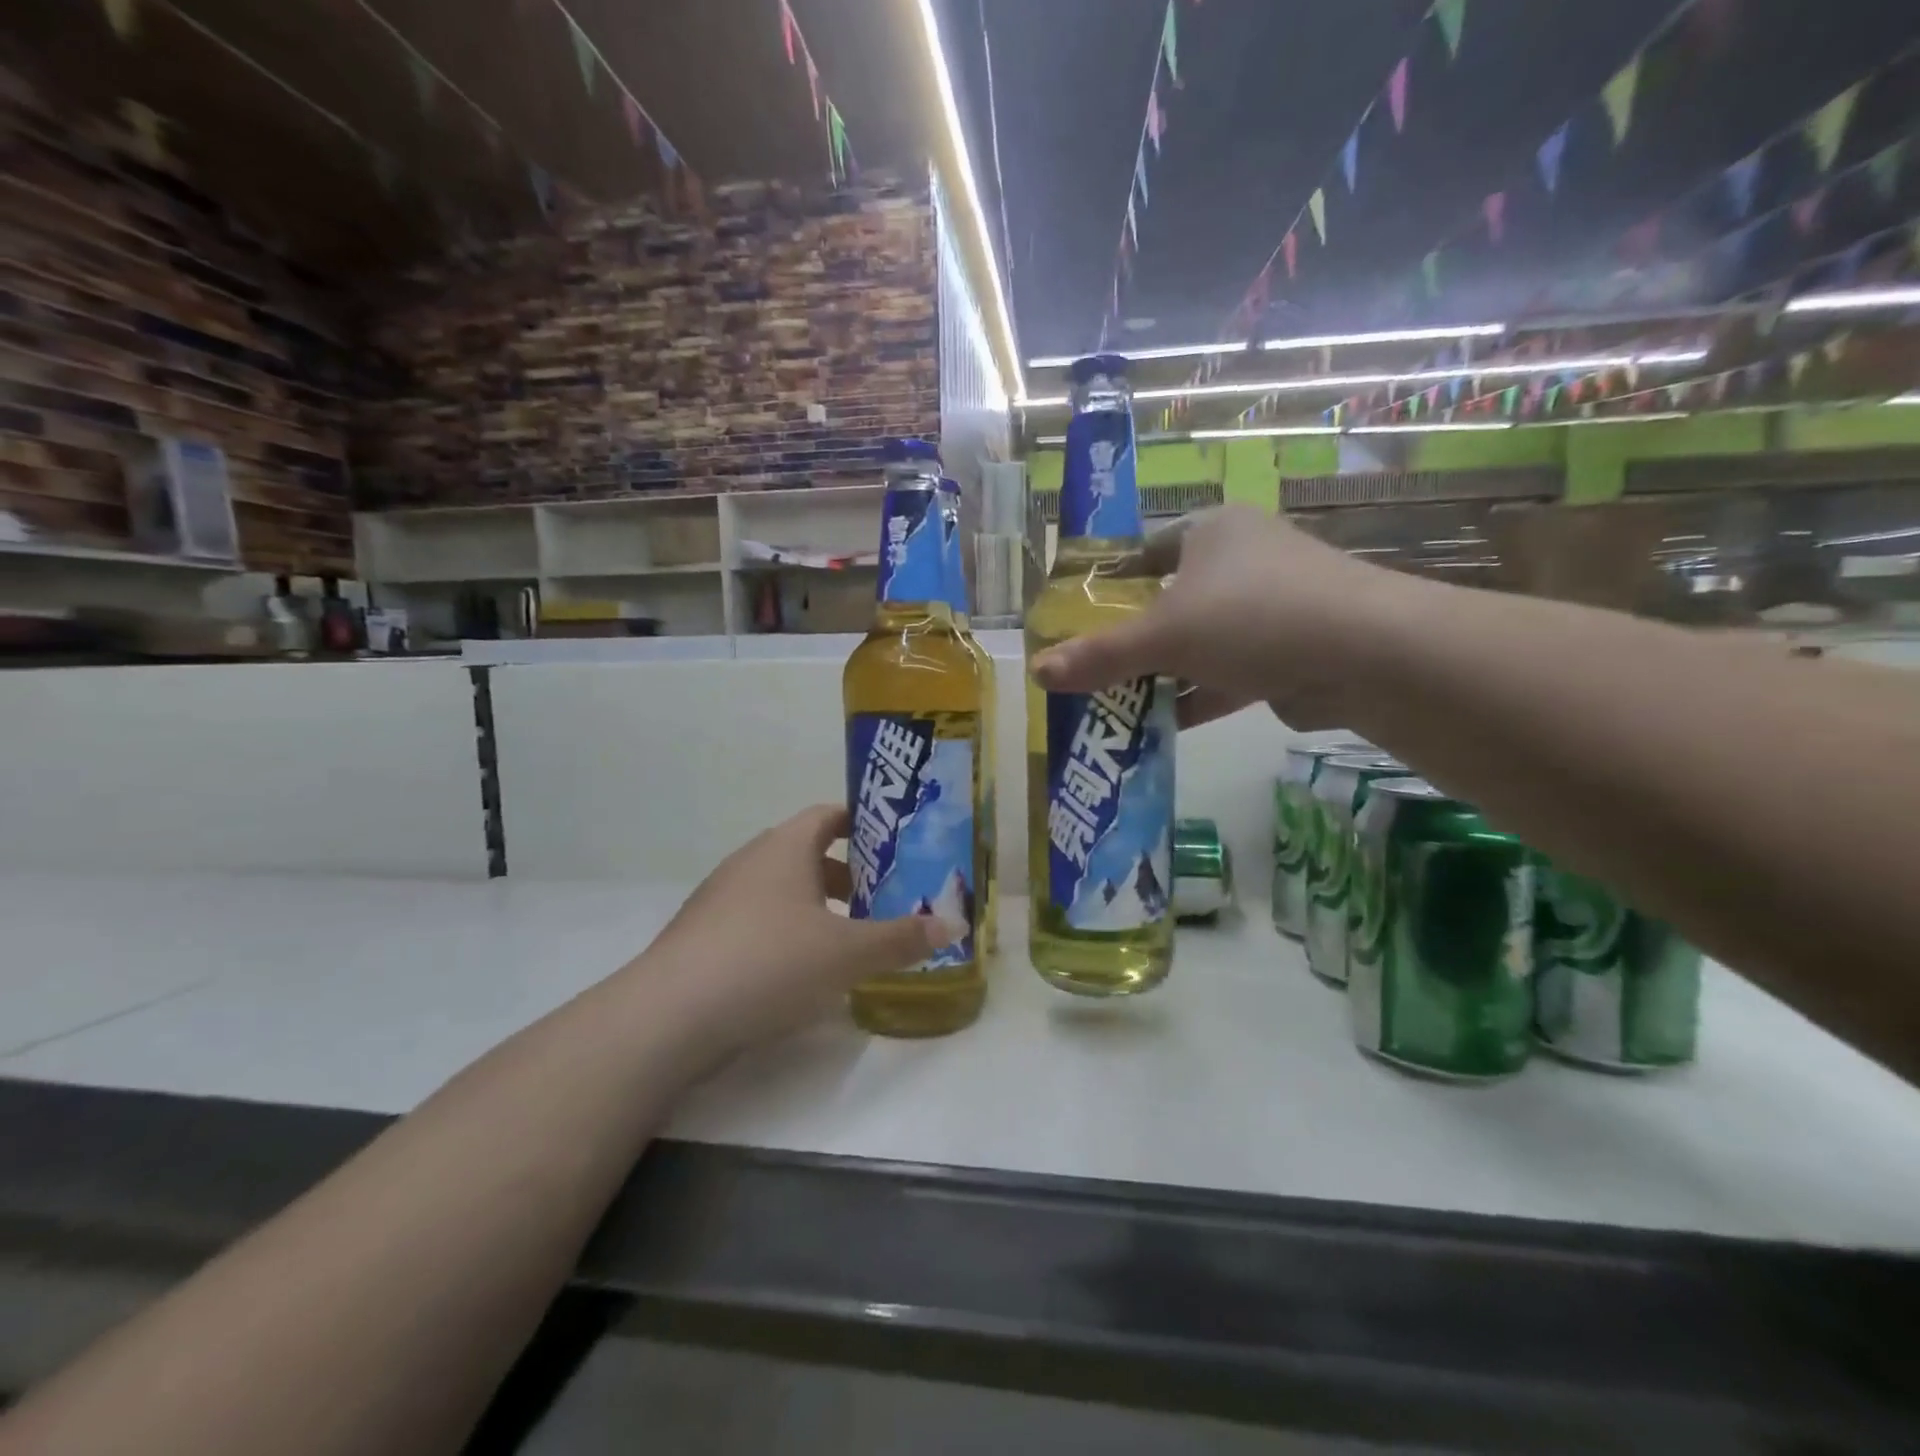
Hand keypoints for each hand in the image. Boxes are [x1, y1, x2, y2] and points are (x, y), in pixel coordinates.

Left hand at [637, 804, 963, 1060]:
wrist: (669, 1017)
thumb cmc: (769, 963)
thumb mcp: (848, 953)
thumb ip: (902, 938)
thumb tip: (954, 926)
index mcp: (785, 848)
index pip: (827, 815)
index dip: (862, 826)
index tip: (893, 847)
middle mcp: (750, 861)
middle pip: (806, 852)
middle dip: (846, 874)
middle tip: (881, 899)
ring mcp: (719, 898)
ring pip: (780, 889)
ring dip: (815, 906)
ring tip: (846, 939)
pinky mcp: (701, 936)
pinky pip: (755, 919)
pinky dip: (784, 932)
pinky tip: (798, 972)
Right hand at [1031, 505, 1406, 729]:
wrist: (1365, 654)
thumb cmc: (1251, 617)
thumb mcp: (1163, 635)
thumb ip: (1100, 656)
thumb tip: (1037, 671)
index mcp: (1212, 532)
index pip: (1147, 551)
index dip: (1111, 584)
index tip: (1081, 619)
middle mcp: (1243, 560)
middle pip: (1171, 602)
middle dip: (1134, 641)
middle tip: (1092, 671)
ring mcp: (1271, 607)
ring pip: (1201, 642)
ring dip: (1164, 675)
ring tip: (1116, 706)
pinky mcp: (1290, 651)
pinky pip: (1229, 673)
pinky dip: (1198, 696)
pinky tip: (1161, 725)